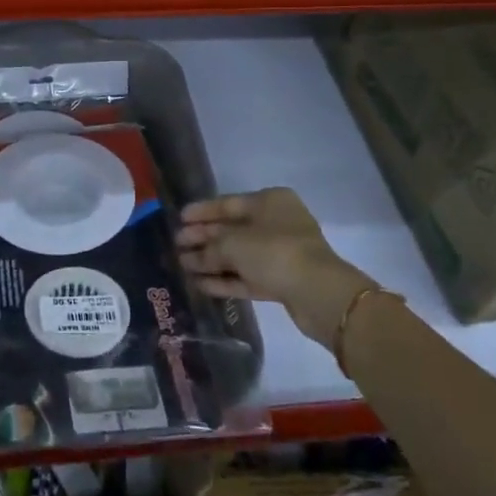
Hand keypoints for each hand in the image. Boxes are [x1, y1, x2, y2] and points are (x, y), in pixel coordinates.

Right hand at [177, 188, 376, 347]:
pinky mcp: (281, 281)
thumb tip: (191, 255)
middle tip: (176, 244)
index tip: (179, 218)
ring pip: (239, 255)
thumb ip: (210, 247)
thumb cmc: (275, 252)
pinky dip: (226, 279)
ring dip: (211, 261)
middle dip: (204, 238)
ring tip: (183, 265)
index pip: (228, 203)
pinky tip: (201, 284)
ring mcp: (280, 254)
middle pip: (232, 229)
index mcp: (269, 202)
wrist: (319, 294)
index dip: (202, 211)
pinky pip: (247, 276)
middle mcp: (276, 223)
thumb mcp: (234, 243)